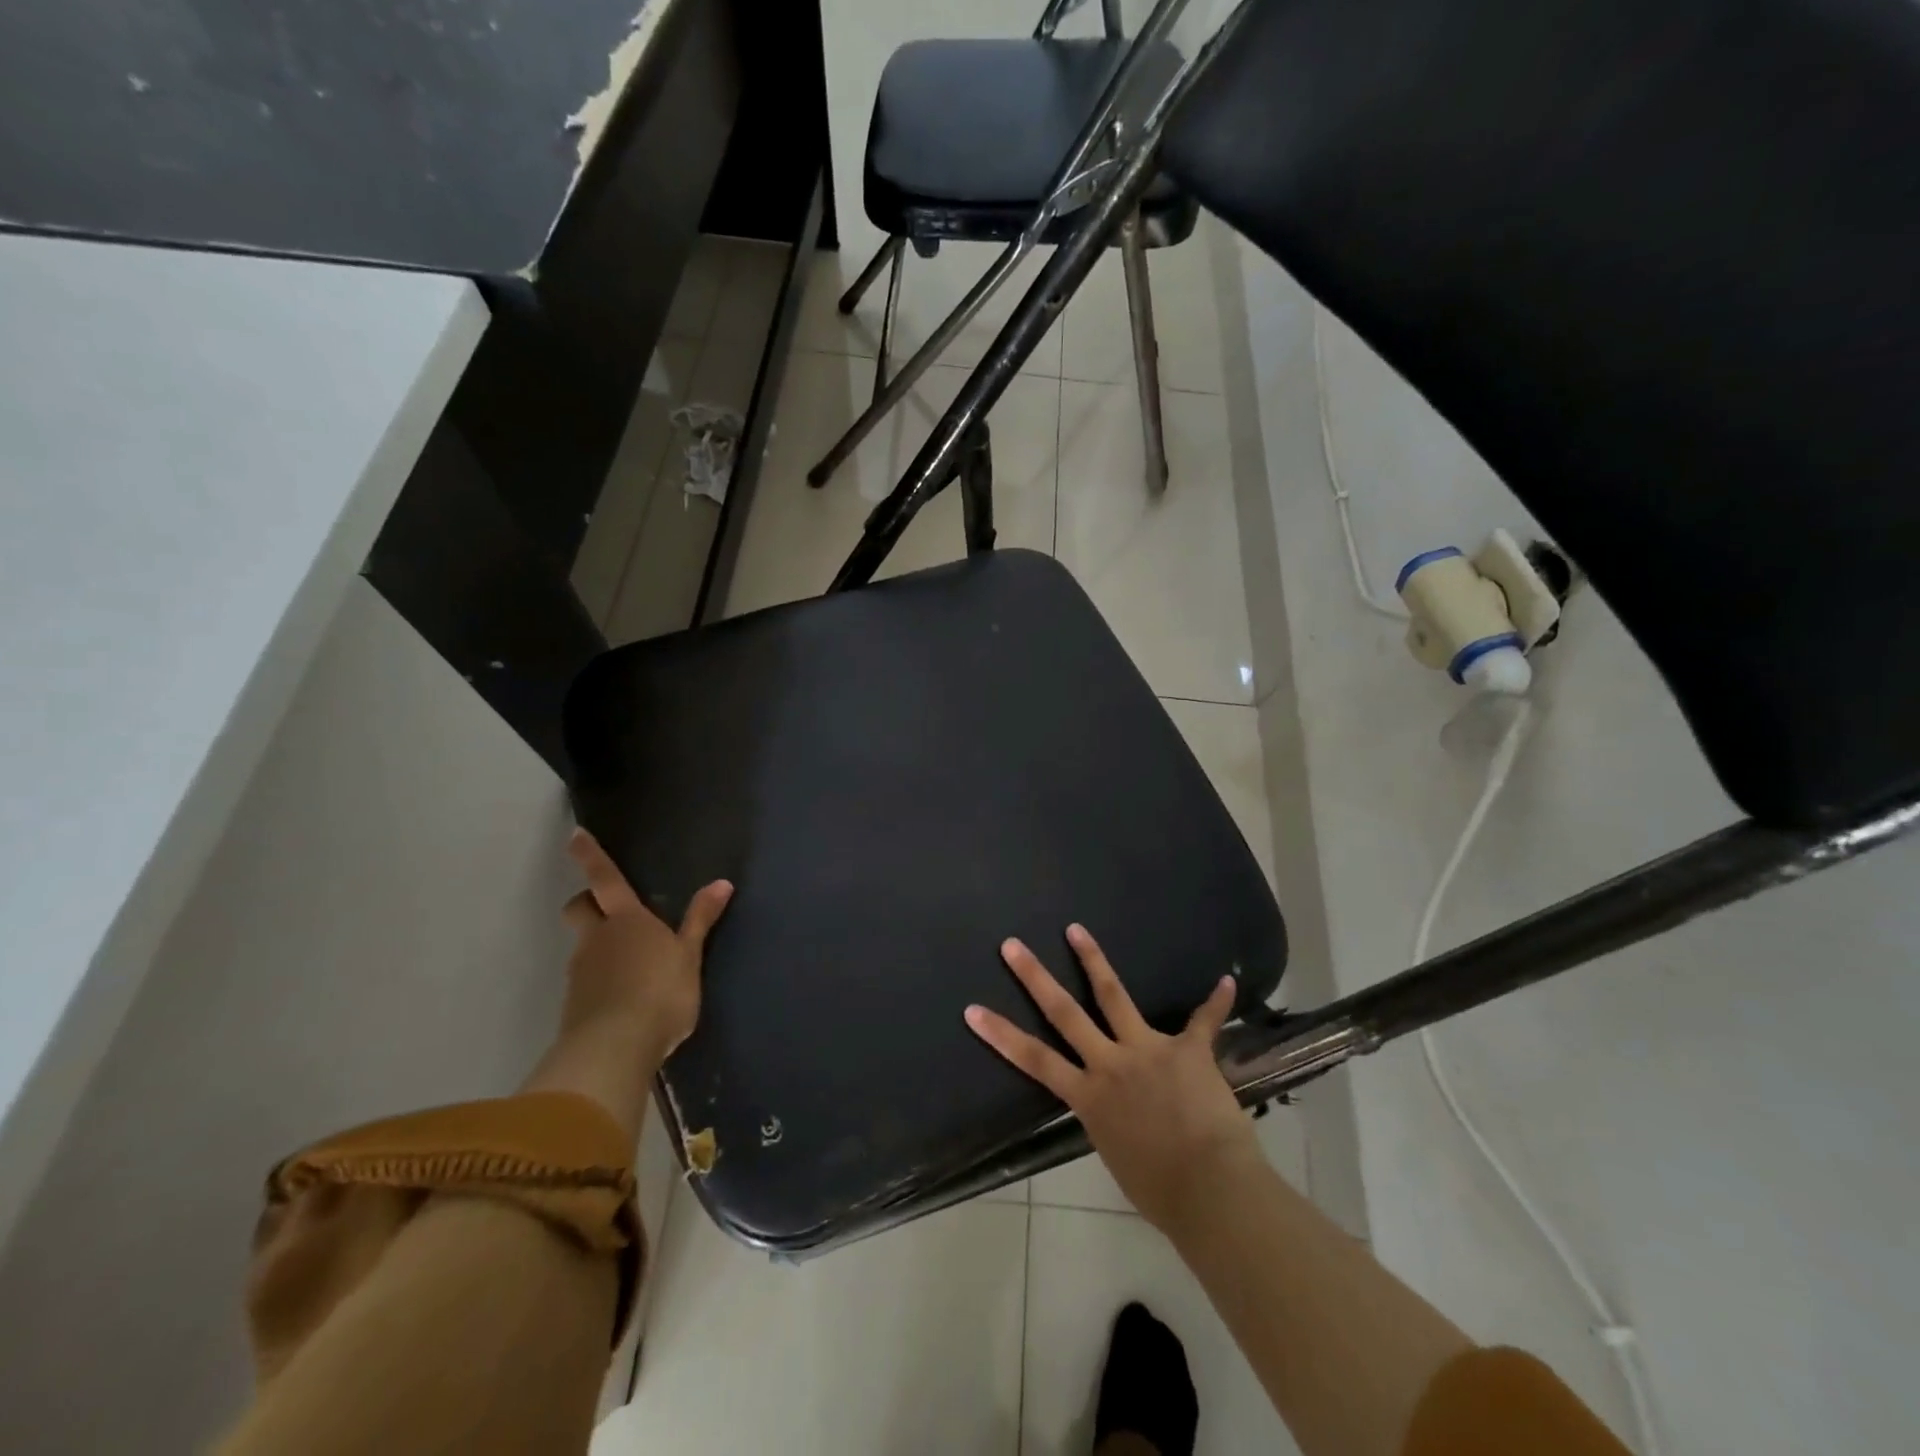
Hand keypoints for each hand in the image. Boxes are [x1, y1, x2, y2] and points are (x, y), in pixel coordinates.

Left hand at [524, 831, 731, 1134]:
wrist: (615, 1049)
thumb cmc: (661, 992)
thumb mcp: (690, 956)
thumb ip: (701, 920)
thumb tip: (722, 882)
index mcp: (627, 920)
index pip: (605, 879)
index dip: (590, 856)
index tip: (574, 836)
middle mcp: (597, 938)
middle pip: (579, 908)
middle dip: (586, 902)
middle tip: (604, 907)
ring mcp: (582, 971)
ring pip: (583, 945)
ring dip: (597, 944)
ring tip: (628, 964)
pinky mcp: (575, 1004)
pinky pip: (586, 979)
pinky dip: (599, 979)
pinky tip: (621, 997)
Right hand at [964, 924, 1259, 1233]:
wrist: (1210, 1191)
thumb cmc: (1160, 1192)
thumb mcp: (1118, 1156)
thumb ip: (1110, 1124)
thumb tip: (1117, 1114)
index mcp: (1089, 1097)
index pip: (1034, 1060)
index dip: (1001, 1034)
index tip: (973, 1009)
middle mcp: (1110, 1064)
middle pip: (1064, 1012)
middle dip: (1035, 977)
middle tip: (1012, 945)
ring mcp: (1147, 1050)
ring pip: (1113, 995)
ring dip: (1093, 959)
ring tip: (1076, 929)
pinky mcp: (1187, 1051)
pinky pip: (1203, 1022)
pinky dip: (1216, 1002)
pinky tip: (1227, 982)